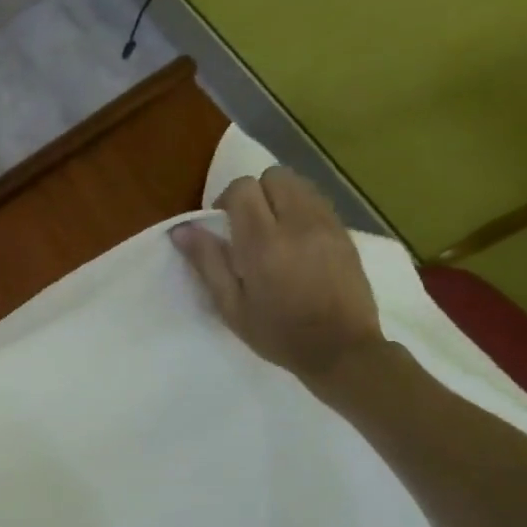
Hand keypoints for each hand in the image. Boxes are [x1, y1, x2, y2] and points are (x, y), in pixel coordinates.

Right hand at [170, 166, 384, 387]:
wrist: (342, 349)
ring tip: (273, 231)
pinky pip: (317, 201)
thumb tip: (182, 230)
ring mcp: (326, 225)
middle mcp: (297, 224)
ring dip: (279, 198)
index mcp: (263, 244)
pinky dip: (300, 209)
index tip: (223, 228)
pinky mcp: (345, 232)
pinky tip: (296, 241)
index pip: (243, 188)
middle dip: (255, 194)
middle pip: (273, 176)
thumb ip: (207, 263)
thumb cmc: (278, 333)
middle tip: (248, 227)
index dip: (226, 201)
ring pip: (298, 183)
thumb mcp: (231, 306)